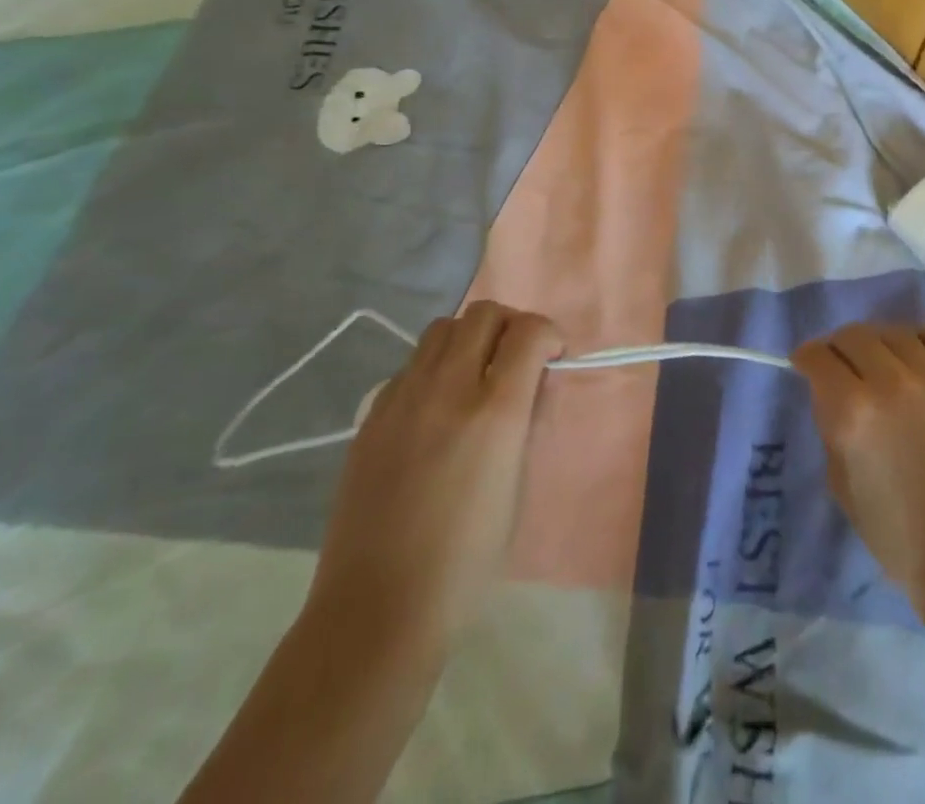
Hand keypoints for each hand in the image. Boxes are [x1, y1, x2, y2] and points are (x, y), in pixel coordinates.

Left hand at [307, 301, 562, 657]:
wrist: (376, 610)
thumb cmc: (466, 560)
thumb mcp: (518, 485)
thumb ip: (527, 421)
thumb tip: (532, 384)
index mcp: (494, 412)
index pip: (529, 332)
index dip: (549, 334)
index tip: (553, 358)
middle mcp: (447, 390)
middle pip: (484, 314)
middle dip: (511, 325)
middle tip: (518, 359)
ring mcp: (401, 399)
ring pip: (442, 328)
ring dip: (470, 337)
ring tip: (476, 374)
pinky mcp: (370, 416)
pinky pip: (410, 365)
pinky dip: (434, 367)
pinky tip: (436, 408)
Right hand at [792, 315, 924, 598]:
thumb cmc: (899, 535)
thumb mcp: (841, 484)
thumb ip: (833, 429)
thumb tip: (834, 395)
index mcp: (852, 411)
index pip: (818, 356)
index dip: (807, 358)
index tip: (808, 364)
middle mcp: (890, 382)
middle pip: (854, 335)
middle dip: (840, 348)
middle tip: (845, 367)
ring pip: (895, 331)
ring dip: (881, 344)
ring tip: (887, 364)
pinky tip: (924, 356)